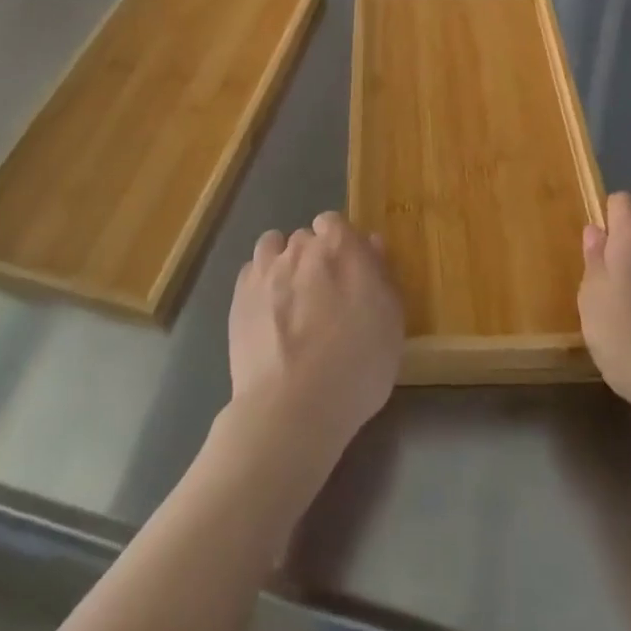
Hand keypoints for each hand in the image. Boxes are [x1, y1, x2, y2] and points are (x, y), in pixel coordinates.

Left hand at [227, 212, 402, 467]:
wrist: (292, 408)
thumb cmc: (356, 367)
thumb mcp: (391, 324)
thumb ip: (382, 276)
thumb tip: (371, 244)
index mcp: (341, 248)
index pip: (335, 222)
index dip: (340, 243)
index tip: (348, 271)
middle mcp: (301, 249)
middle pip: (305, 237)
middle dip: (313, 256)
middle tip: (324, 294)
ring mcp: (265, 271)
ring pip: (272, 245)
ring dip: (282, 261)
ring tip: (290, 296)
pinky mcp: (239, 297)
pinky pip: (250, 273)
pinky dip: (259, 283)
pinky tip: (267, 311)